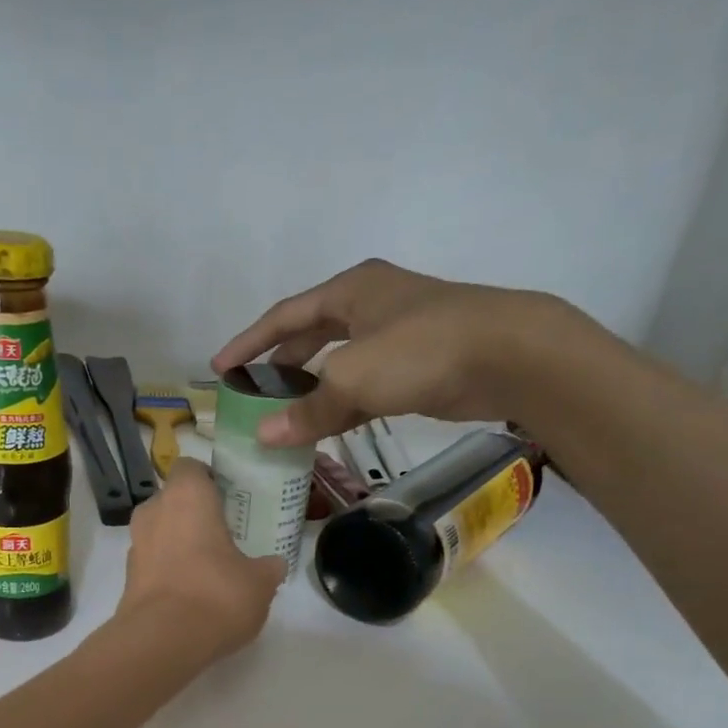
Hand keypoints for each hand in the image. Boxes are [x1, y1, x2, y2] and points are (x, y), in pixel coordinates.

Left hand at [115, 459, 284, 658]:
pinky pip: (153, 563)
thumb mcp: (260, 582)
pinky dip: (168, 571)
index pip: (191, 467)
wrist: (162, 642)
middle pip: (173, 500)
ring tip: (209, 567)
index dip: (209, 479)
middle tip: (224, 534)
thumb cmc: (216, 595)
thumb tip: (272, 565)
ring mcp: (135, 545)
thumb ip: (268, 567)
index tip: (229, 498)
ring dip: (179, 543)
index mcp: (186, 496)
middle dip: (194, 514)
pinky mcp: (127, 578)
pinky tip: (191, 593)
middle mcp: (153, 511)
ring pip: (160, 532)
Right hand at [210, 258, 633, 446]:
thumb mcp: (354, 378)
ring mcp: (394, 336)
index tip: (220, 369)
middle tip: (252, 394)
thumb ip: (308, 409)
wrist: (508, 355)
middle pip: (309, 336)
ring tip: (282, 417)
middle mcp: (369, 306)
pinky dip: (340, 406)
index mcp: (350, 291)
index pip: (284, 316)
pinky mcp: (414, 367)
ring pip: (337, 364)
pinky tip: (323, 429)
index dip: (249, 342)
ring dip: (309, 390)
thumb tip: (264, 436)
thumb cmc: (422, 349)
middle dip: (278, 365)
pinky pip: (362, 386)